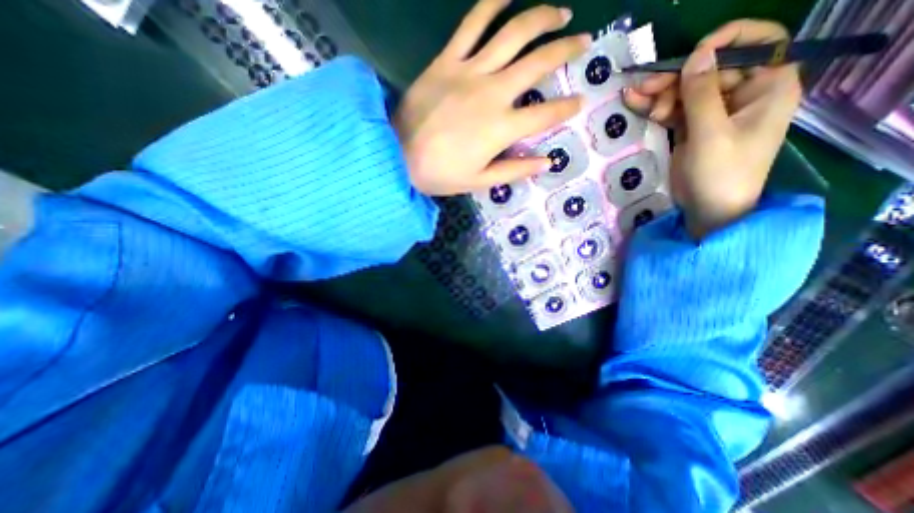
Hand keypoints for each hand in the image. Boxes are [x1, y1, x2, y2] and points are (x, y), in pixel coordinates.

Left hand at [398, 0, 589, 194]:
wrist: (398, 156)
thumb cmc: (440, 174)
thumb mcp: (480, 181)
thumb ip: (515, 170)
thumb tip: (546, 162)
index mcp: (502, 128)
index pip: (546, 114)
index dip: (567, 107)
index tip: (579, 101)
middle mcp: (493, 93)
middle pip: (539, 62)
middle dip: (567, 49)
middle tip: (583, 41)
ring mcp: (469, 72)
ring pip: (513, 33)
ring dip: (541, 17)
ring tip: (560, 11)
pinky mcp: (447, 60)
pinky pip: (472, 23)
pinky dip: (491, 3)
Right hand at [622, 18, 801, 238]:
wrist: (708, 210)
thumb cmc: (720, 174)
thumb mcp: (710, 134)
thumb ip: (702, 94)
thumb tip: (697, 55)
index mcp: (767, 89)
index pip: (761, 44)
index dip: (728, 41)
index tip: (694, 56)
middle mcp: (743, 95)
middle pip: (710, 70)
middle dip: (677, 78)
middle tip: (646, 88)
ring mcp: (714, 113)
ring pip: (687, 90)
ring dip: (660, 94)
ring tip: (635, 100)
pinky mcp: (692, 128)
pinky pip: (674, 109)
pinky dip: (655, 107)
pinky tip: (635, 103)